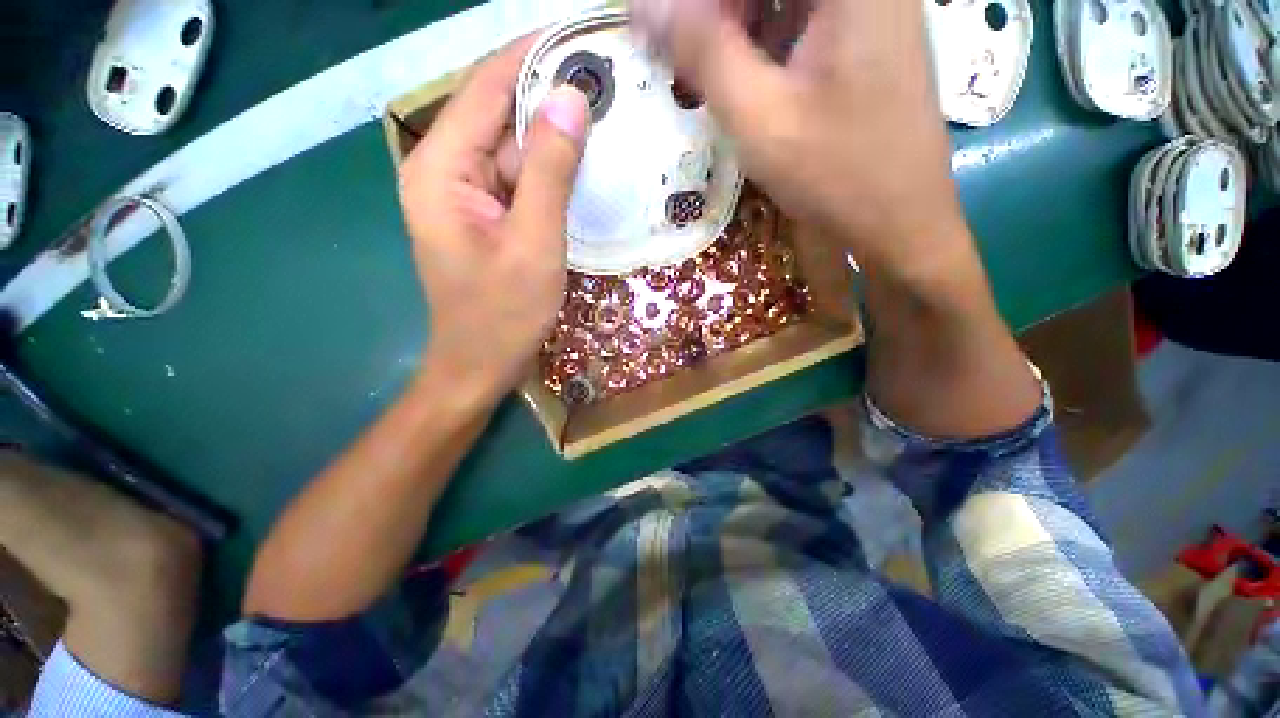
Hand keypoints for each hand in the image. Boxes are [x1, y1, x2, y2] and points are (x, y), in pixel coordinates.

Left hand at [398, 38, 590, 398]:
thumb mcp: (533, 242)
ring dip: (555, 135)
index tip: (580, 35)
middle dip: (549, 95)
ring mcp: (467, 195)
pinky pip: (519, 180)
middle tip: (607, 80)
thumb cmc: (503, 314)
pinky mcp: (487, 217)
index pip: (484, 86)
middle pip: (499, 114)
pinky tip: (586, 165)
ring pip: (512, 148)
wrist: (481, 364)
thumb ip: (547, 170)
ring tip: (608, 117)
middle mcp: (446, 171)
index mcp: (441, 168)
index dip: (531, 54)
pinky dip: (550, 170)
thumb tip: (569, 98)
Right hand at [631, 0, 970, 277]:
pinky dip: (762, 40)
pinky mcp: (864, 33)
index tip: (660, 27)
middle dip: (717, 13)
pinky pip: (800, 17)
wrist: (898, 219)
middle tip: (684, 55)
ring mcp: (870, 4)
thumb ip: (702, 52)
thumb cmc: (835, 173)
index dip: (700, 4)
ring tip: (709, 72)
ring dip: (737, 25)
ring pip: (781, 0)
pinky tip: (746, 77)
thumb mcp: (759, 117)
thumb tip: (644, 7)